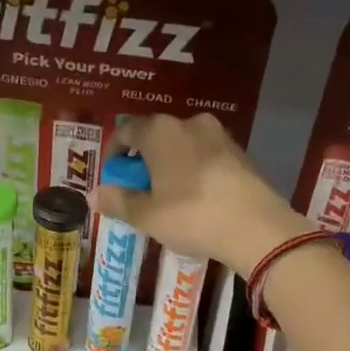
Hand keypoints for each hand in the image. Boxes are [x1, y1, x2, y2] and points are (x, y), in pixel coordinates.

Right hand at [92, 114, 309, 273]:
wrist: (256, 227)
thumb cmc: (192, 216)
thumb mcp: (148, 215)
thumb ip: (119, 202)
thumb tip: (93, 195)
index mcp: (160, 131)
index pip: (127, 131)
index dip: (114, 154)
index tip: (112, 177)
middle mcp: (189, 123)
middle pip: (156, 137)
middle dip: (143, 162)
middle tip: (139, 192)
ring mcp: (219, 135)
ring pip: (183, 147)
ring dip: (170, 167)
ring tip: (167, 198)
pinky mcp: (240, 153)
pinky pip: (205, 158)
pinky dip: (193, 172)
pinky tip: (195, 200)